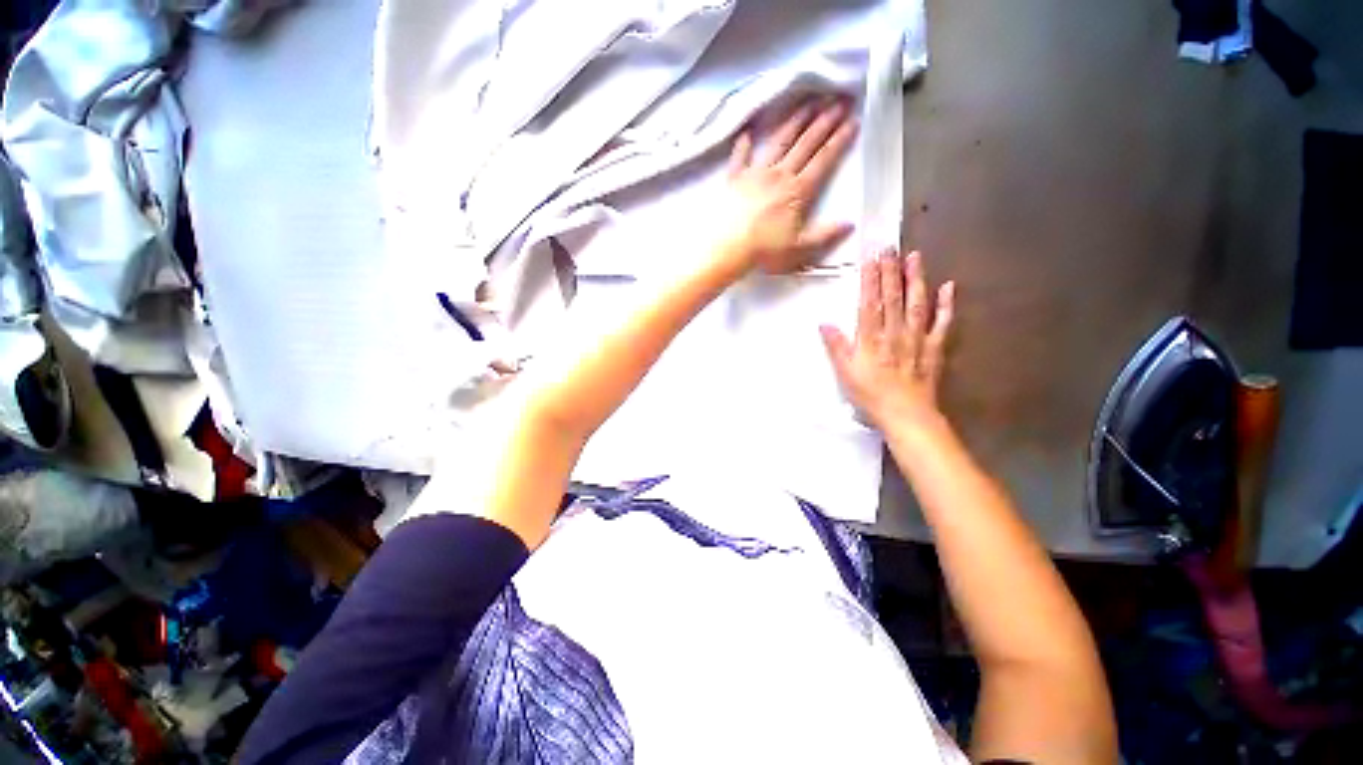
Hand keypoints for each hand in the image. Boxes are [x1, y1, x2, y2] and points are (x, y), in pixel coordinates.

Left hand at [715, 96, 857, 274]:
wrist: (728, 248)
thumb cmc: (765, 251)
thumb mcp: (800, 249)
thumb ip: (825, 235)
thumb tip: (850, 223)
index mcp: (798, 191)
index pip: (824, 159)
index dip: (840, 139)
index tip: (854, 120)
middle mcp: (779, 175)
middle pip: (805, 143)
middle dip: (825, 120)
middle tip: (840, 100)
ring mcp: (755, 174)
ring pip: (779, 142)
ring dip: (795, 121)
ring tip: (809, 103)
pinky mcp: (735, 179)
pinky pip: (740, 158)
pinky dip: (743, 145)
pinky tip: (747, 134)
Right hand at [820, 250, 954, 429]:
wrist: (905, 414)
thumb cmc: (870, 395)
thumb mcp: (845, 373)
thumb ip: (836, 346)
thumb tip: (824, 323)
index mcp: (871, 338)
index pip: (869, 303)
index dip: (870, 279)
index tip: (870, 258)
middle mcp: (894, 332)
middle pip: (892, 297)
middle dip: (890, 271)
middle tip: (890, 247)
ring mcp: (917, 338)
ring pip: (916, 303)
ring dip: (916, 278)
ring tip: (915, 256)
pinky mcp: (934, 347)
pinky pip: (942, 323)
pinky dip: (946, 305)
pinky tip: (949, 286)